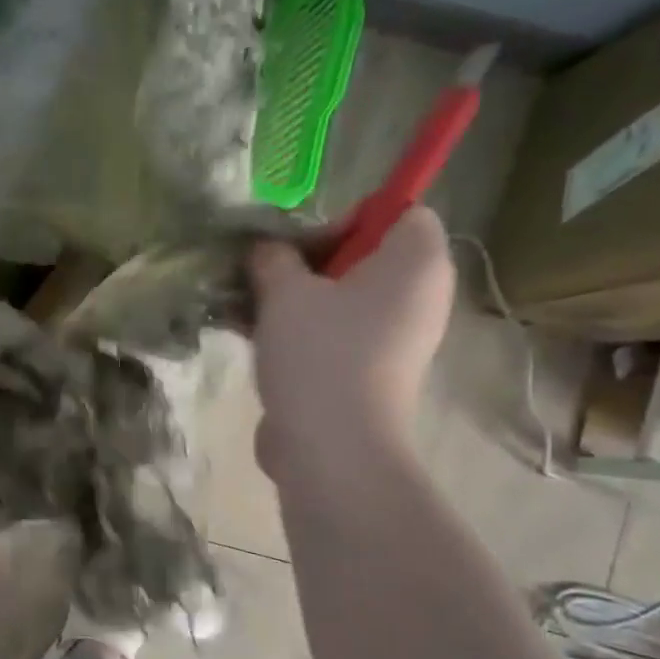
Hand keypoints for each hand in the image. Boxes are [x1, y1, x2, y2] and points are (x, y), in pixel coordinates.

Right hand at [247, 206, 453, 491]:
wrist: (332, 446)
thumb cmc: (320, 352)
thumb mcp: (285, 291)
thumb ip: (274, 257)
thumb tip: (267, 250)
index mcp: (416, 263)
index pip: (398, 212)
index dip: (347, 219)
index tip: (302, 245)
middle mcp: (417, 297)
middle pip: (364, 258)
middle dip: (306, 263)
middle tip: (263, 276)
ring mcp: (395, 340)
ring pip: (341, 300)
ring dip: (292, 299)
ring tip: (242, 307)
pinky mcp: (369, 373)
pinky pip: (334, 335)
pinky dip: (298, 331)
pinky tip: (248, 337)